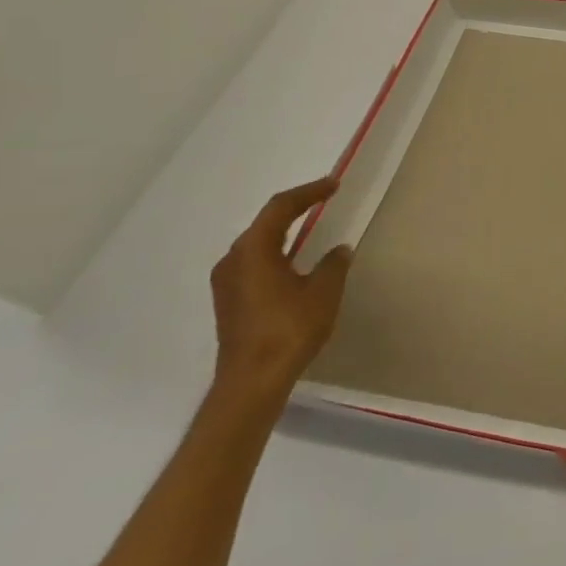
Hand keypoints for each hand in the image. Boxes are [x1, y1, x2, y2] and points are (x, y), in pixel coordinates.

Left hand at [209, 177, 352, 404]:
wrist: (252, 381)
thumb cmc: (289, 329)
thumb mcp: (323, 292)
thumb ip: (333, 264)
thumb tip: (339, 250)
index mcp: (253, 250)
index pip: (281, 208)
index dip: (309, 192)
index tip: (333, 185)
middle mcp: (233, 260)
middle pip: (265, 223)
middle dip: (295, 209)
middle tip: (323, 200)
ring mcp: (226, 282)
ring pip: (257, 244)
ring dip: (284, 232)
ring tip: (310, 227)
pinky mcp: (229, 301)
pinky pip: (254, 263)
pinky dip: (276, 253)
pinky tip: (293, 262)